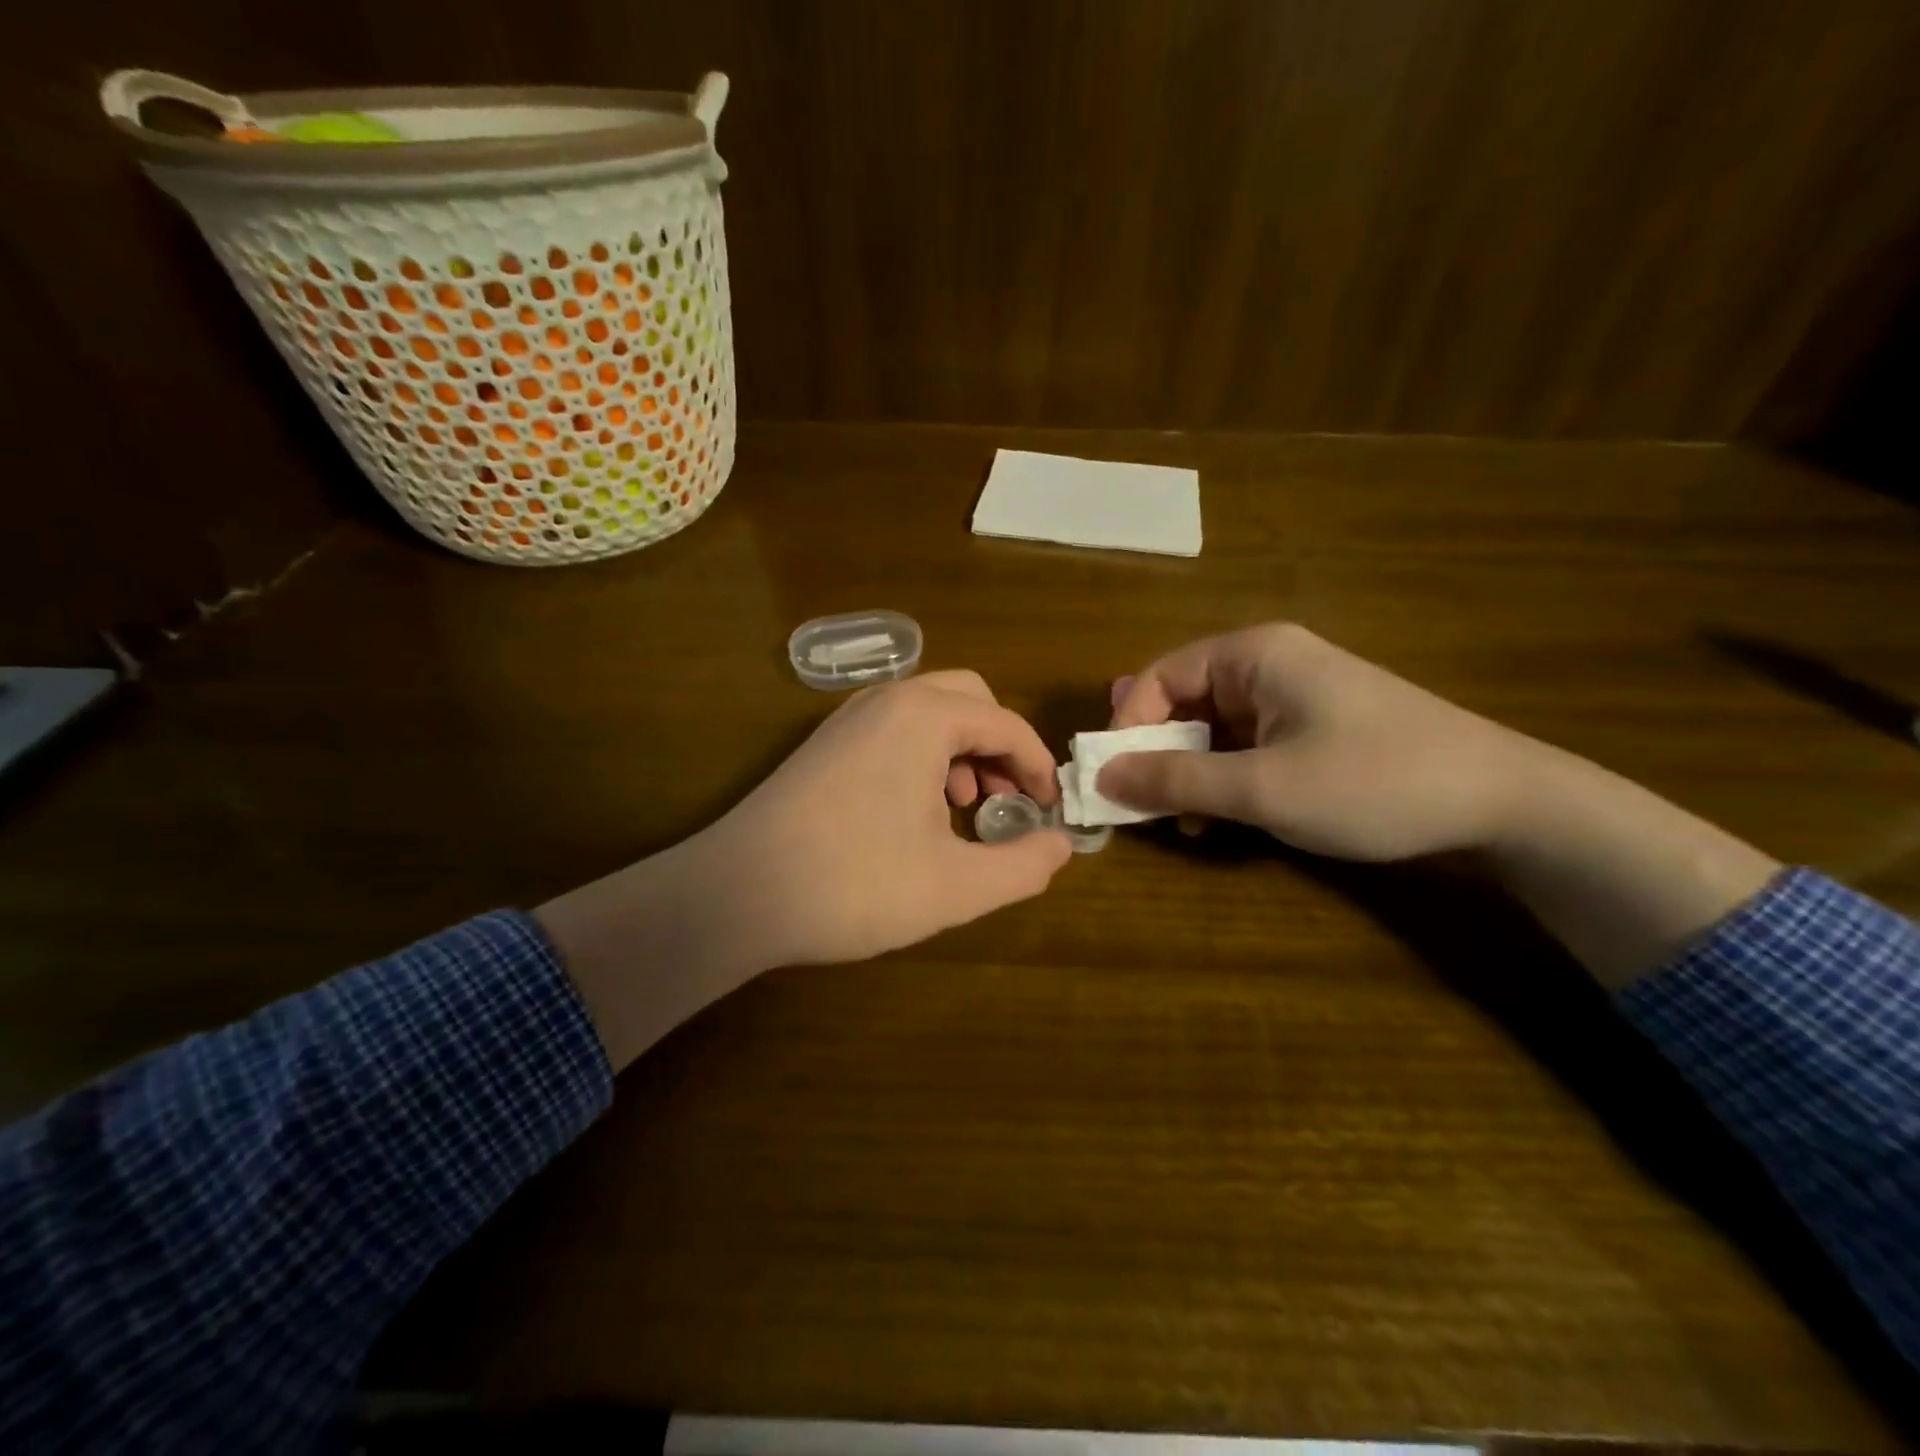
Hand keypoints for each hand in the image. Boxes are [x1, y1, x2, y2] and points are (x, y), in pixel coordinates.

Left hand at [705, 669, 1071, 966]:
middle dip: (999, 747)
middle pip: (968, 700)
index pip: (1006, 725)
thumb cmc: (855, 884)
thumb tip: (1061, 845)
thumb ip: (1023, 865)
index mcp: (924, 716)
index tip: (1049, 813)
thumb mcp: (957, 887)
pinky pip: (893, 730)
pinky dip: (922, 757)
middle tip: (1005, 803)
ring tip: (963, 810)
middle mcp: (886, 700)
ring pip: (928, 713)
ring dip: (961, 750)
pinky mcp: (823, 745)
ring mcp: (847, 719)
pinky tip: (914, 813)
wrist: (736, 895)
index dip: (1038, 769)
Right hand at [1099, 623, 1777, 984]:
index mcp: (1252, 654)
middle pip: (1183, 700)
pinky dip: (1225, 778)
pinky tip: (1225, 816)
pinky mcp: (1316, 726)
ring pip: (1213, 728)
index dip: (1127, 728)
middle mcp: (1269, 662)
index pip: (1158, 678)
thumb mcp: (1263, 788)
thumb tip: (1102, 777)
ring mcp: (1295, 695)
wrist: (1504, 803)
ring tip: (1183, 822)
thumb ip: (1175, 781)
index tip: (1114, 782)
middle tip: (1141, 806)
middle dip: (1157, 754)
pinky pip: (1247, 744)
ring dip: (1189, 773)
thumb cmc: (1373, 782)